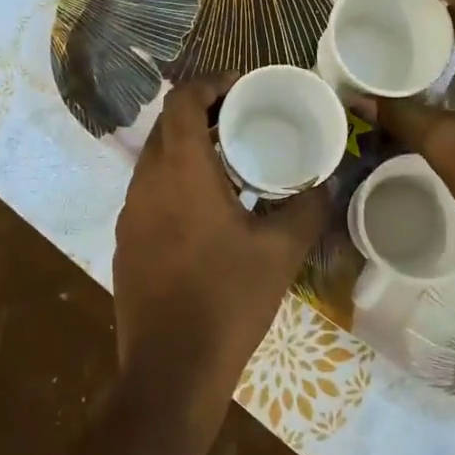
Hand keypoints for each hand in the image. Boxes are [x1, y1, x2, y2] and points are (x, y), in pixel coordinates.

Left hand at [112, 75, 327, 442]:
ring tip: (229, 162)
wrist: (171, 371)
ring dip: (188, 149)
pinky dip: (175, 181)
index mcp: (181, 170)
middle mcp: (146, 181)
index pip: (182, 100)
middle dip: (203, 114)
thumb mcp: (280, 252)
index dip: (210, 83)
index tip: (241, 88)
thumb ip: (308, 207)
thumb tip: (329, 180)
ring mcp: (129, 213)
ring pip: (155, 159)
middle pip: (167, 125)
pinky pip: (149, 191)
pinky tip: (206, 211)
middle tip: (242, 121)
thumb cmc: (228, 300)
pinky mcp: (125, 241)